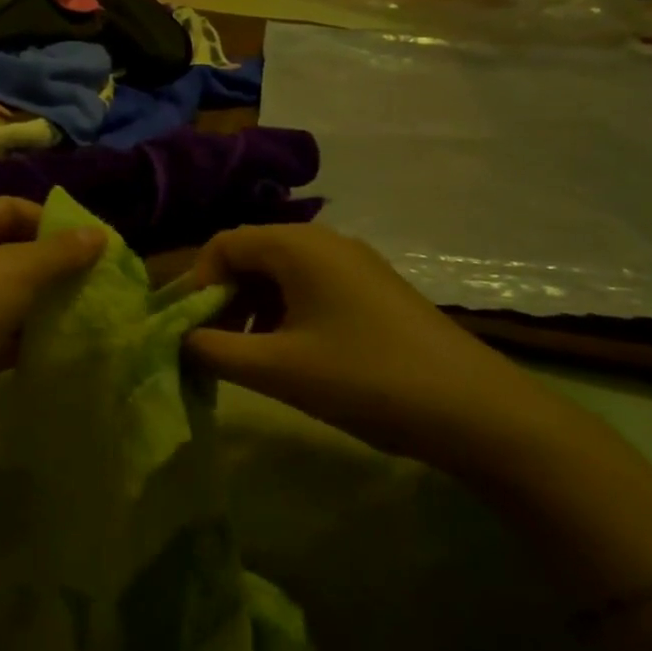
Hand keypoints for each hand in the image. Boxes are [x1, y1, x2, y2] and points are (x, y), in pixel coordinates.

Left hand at [0, 198, 105, 433]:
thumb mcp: (18, 269)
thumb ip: (61, 252)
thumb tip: (101, 234)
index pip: (8, 208)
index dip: (50, 221)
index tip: (92, 243)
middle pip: (6, 252)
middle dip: (50, 265)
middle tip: (94, 277)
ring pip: (4, 296)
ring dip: (40, 303)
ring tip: (85, 309)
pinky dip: (25, 337)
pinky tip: (60, 343)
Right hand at [181, 223, 556, 474]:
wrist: (474, 409)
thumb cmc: (364, 378)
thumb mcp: (278, 368)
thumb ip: (214, 351)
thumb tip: (177, 339)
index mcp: (297, 245)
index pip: (223, 244)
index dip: (195, 284)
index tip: (185, 330)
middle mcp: (324, 241)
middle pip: (251, 256)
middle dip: (221, 299)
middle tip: (210, 347)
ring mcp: (353, 264)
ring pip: (280, 275)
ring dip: (251, 310)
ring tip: (245, 358)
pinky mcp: (372, 290)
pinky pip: (310, 289)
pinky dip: (284, 315)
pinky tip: (288, 356)